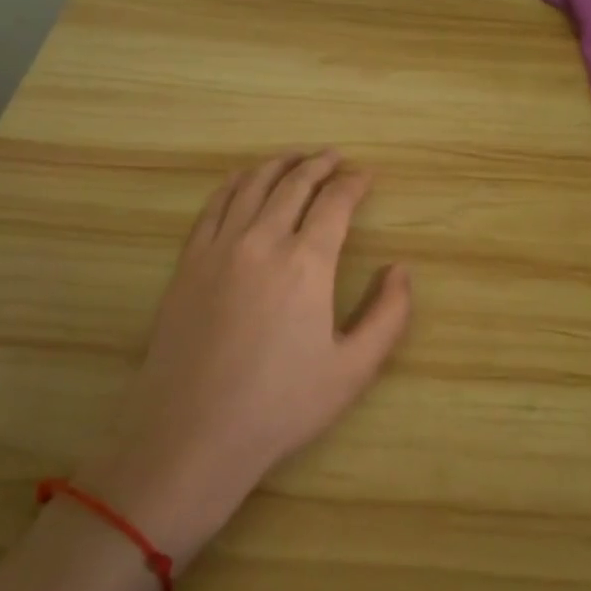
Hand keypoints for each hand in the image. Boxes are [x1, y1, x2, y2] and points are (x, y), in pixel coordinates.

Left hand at [76, 150, 410, 560]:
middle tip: (335, 157)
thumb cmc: (281, 405)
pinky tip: (243, 179)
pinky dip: (234, 183)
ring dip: (279, 165)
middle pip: (295, 184)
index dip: (355, 183)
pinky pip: (214, 205)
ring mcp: (219, 248)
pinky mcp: (189, 262)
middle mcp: (263, 241)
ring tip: (296, 158)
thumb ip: (388, 315)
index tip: (367, 175)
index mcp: (307, 263)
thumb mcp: (353, 369)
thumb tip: (401, 270)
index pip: (336, 203)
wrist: (193, 432)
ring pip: (253, 186)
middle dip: (320, 165)